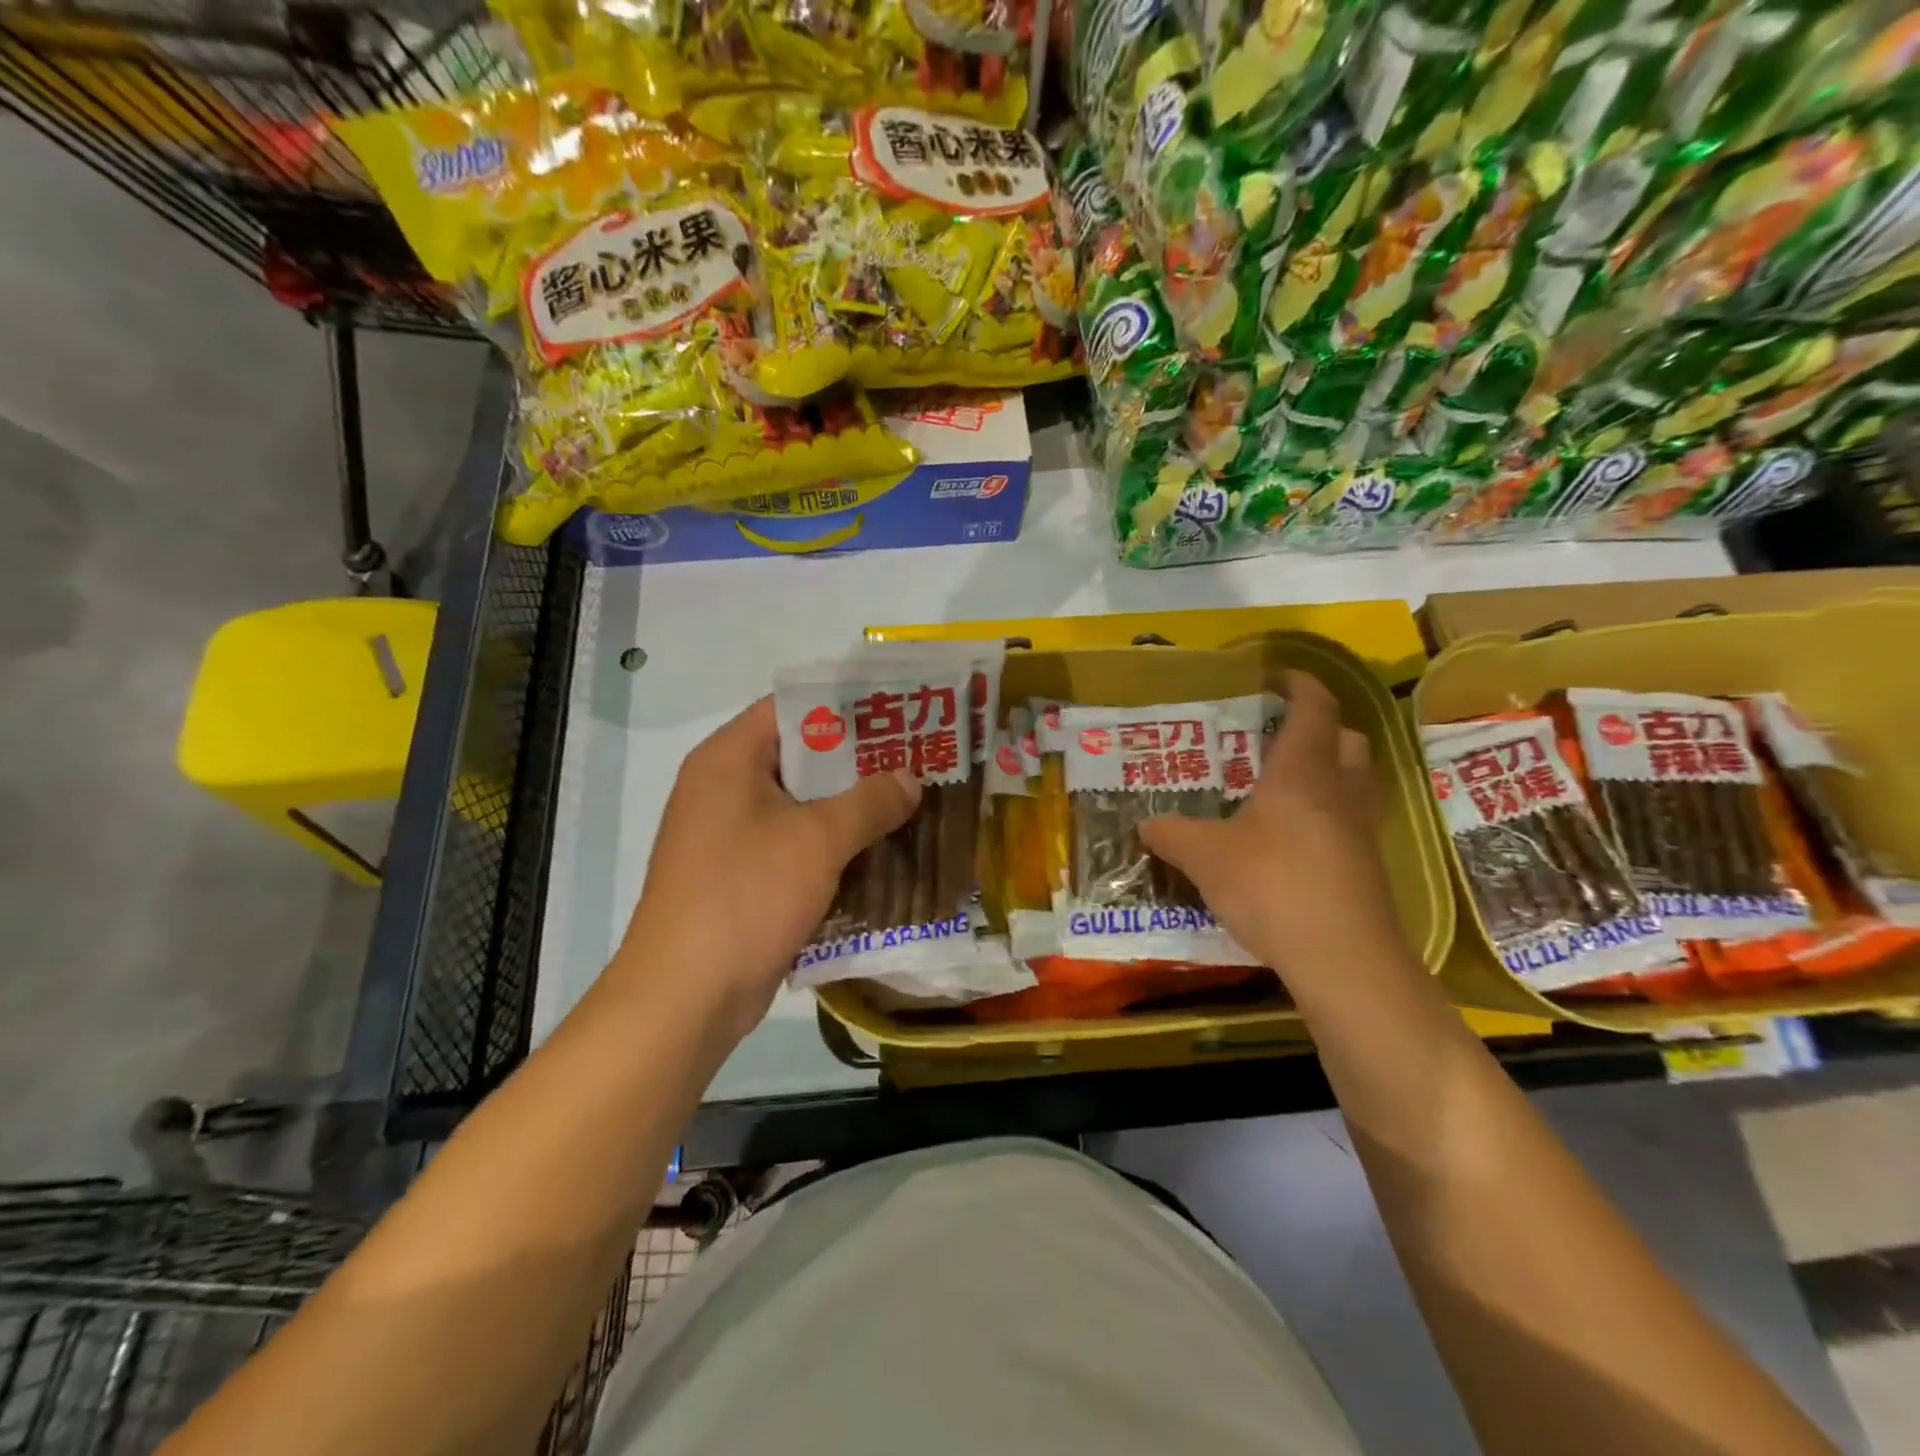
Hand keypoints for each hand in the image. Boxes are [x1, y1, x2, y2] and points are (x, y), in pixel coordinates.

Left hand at [615, 697, 919, 1037]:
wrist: (686, 996)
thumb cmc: (746, 896)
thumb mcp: (818, 840)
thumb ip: (870, 801)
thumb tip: (910, 779)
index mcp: (729, 759)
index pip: (793, 709)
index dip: (847, 707)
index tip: (898, 715)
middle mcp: (724, 788)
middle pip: (801, 758)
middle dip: (859, 763)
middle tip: (917, 761)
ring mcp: (730, 836)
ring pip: (802, 807)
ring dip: (851, 809)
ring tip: (910, 804)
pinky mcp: (741, 877)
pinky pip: (795, 846)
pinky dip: (833, 847)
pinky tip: (880, 854)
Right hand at [1140, 671, 1408, 989]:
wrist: (1344, 959)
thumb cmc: (1272, 885)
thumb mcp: (1205, 857)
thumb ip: (1173, 835)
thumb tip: (1145, 825)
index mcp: (1303, 772)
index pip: (1313, 709)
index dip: (1300, 684)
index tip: (1277, 677)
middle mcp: (1341, 792)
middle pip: (1347, 739)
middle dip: (1319, 728)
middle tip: (1278, 738)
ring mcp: (1361, 831)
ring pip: (1355, 782)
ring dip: (1328, 772)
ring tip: (1284, 787)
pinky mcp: (1368, 868)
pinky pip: (1351, 822)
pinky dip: (1327, 816)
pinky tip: (1292, 841)